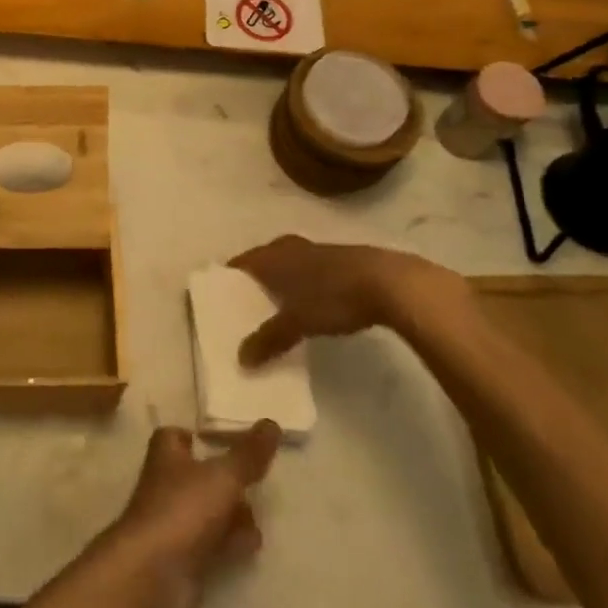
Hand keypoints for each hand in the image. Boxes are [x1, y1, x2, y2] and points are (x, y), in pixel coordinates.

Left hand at [100, 421, 279, 607]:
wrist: (154, 574)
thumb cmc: (184, 509)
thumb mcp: (223, 476)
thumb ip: (249, 454)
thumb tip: (272, 422)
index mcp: (167, 455)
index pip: (175, 436)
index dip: (196, 436)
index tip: (224, 440)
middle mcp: (166, 484)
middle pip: (196, 475)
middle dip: (225, 479)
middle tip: (255, 480)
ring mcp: (173, 522)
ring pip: (206, 510)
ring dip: (231, 513)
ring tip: (258, 515)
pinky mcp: (183, 557)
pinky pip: (211, 543)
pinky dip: (230, 542)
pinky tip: (251, 545)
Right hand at [229, 236, 476, 366]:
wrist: (389, 283)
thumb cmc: (333, 296)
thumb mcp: (297, 322)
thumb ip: (269, 339)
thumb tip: (241, 359)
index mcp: (273, 256)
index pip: (242, 262)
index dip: (229, 277)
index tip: (218, 294)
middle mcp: (291, 247)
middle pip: (264, 260)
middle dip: (255, 278)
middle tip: (245, 301)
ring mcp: (317, 251)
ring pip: (288, 263)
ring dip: (281, 280)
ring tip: (274, 304)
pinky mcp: (340, 261)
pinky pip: (309, 270)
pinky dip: (302, 284)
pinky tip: (308, 302)